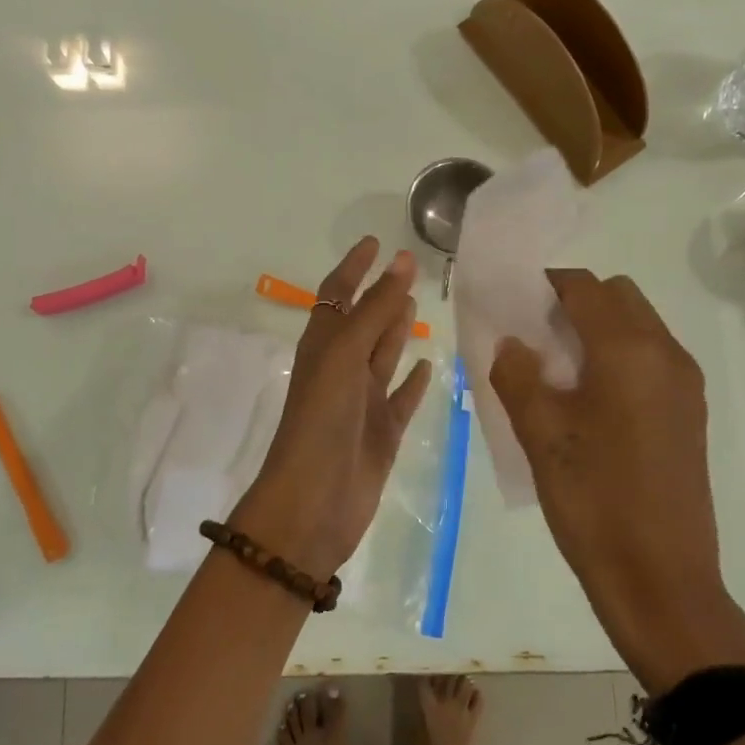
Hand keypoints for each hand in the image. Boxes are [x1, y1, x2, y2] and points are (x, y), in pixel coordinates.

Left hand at [231, 238, 433, 579]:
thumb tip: (400, 262)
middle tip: (408, 267)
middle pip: (363, 322)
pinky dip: (413, 381)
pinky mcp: (383, 432)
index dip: (353, 268)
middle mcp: (341, 370)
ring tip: (417, 304)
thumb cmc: (322, 421)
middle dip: (381, 295)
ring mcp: (363, 402)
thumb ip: (374, 311)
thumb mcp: (344, 356)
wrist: (314, 502)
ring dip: (397, 330)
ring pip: (383, 356)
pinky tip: (429, 365)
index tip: (375, 242)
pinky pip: (401, 398)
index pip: (336, 296)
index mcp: (322, 348)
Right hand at [489, 270, 744, 690]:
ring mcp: (685, 383)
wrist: (661, 578)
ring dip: (598, 329)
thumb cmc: (594, 500)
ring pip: (638, 325)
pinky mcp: (689, 412)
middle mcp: (666, 353)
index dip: (545, 284)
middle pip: (618, 297)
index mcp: (629, 350)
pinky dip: (618, 356)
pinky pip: (651, 358)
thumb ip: (517, 375)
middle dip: (575, 302)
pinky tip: (588, 400)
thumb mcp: (540, 434)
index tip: (512, 302)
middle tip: (534, 337)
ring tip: (556, 370)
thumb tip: (511, 345)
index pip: (585, 287)